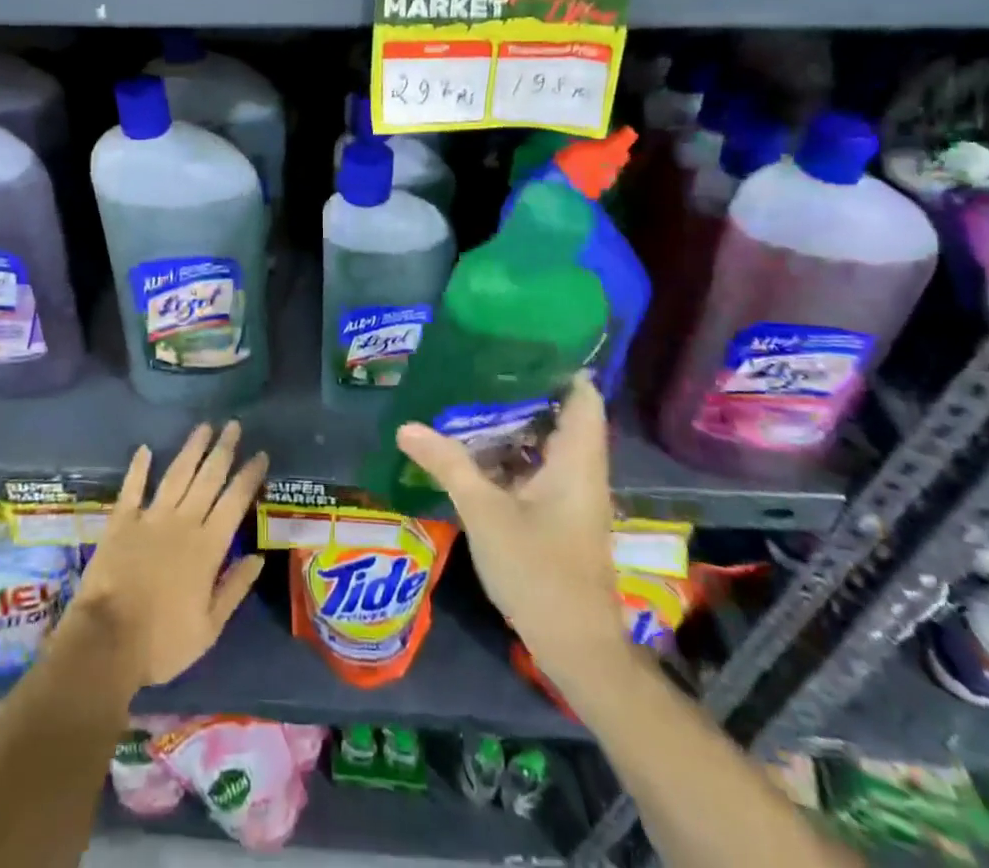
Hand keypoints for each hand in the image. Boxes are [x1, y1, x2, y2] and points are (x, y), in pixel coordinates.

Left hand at [68, 421, 268, 690]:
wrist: (107, 642)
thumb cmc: (162, 642)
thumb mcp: (209, 628)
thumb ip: (234, 588)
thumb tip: (258, 558)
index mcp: (208, 547)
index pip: (235, 502)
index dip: (249, 476)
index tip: (260, 454)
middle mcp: (183, 522)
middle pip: (208, 478)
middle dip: (223, 450)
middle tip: (233, 424)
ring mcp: (150, 518)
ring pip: (176, 474)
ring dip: (191, 449)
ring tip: (204, 426)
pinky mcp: (121, 522)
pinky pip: (132, 488)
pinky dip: (139, 467)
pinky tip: (145, 448)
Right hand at [395, 373, 621, 661]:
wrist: (575, 647)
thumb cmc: (538, 571)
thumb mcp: (485, 512)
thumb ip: (447, 464)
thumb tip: (405, 426)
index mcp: (576, 461)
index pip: (583, 396)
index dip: (560, 365)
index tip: (520, 341)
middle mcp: (581, 471)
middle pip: (561, 414)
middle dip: (524, 389)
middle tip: (479, 363)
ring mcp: (572, 496)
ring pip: (547, 443)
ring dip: (515, 422)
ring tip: (470, 395)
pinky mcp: (560, 516)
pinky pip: (538, 468)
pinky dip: (512, 453)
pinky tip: (475, 448)